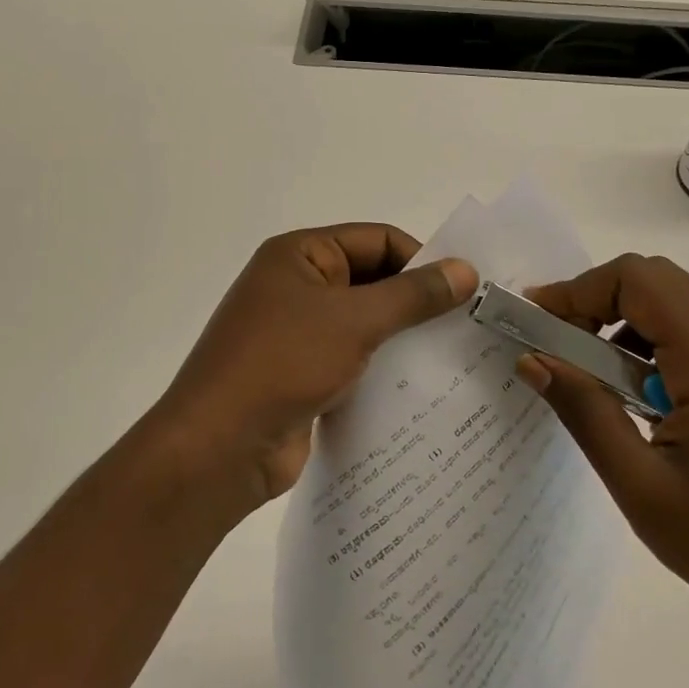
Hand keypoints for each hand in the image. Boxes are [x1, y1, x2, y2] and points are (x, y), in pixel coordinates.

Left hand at [151, 225, 477, 510]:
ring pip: (364, 324)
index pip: (376, 240)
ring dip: (402, 338)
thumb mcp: (354, 321)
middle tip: (468, 324)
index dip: (421, 259)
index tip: (465, 291)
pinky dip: (382, 370)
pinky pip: (352, 360)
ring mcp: (297, 333)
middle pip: (371, 280)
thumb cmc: (284, 363)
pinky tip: (421, 389)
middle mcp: (296, 287)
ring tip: (455, 357)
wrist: (220, 447)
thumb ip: (412, 295)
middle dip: (415, 302)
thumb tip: (466, 269)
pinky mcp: (302, 375)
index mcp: (299, 255)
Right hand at [522, 254, 688, 653]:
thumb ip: (584, 411)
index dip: (579, 289)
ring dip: (624, 321)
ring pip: (678, 303)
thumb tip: (532, 359)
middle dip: (597, 300)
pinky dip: (652, 343)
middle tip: (558, 345)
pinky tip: (637, 396)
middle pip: (659, 281)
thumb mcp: (640, 486)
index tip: (536, 321)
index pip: (640, 280)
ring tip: (592, 376)